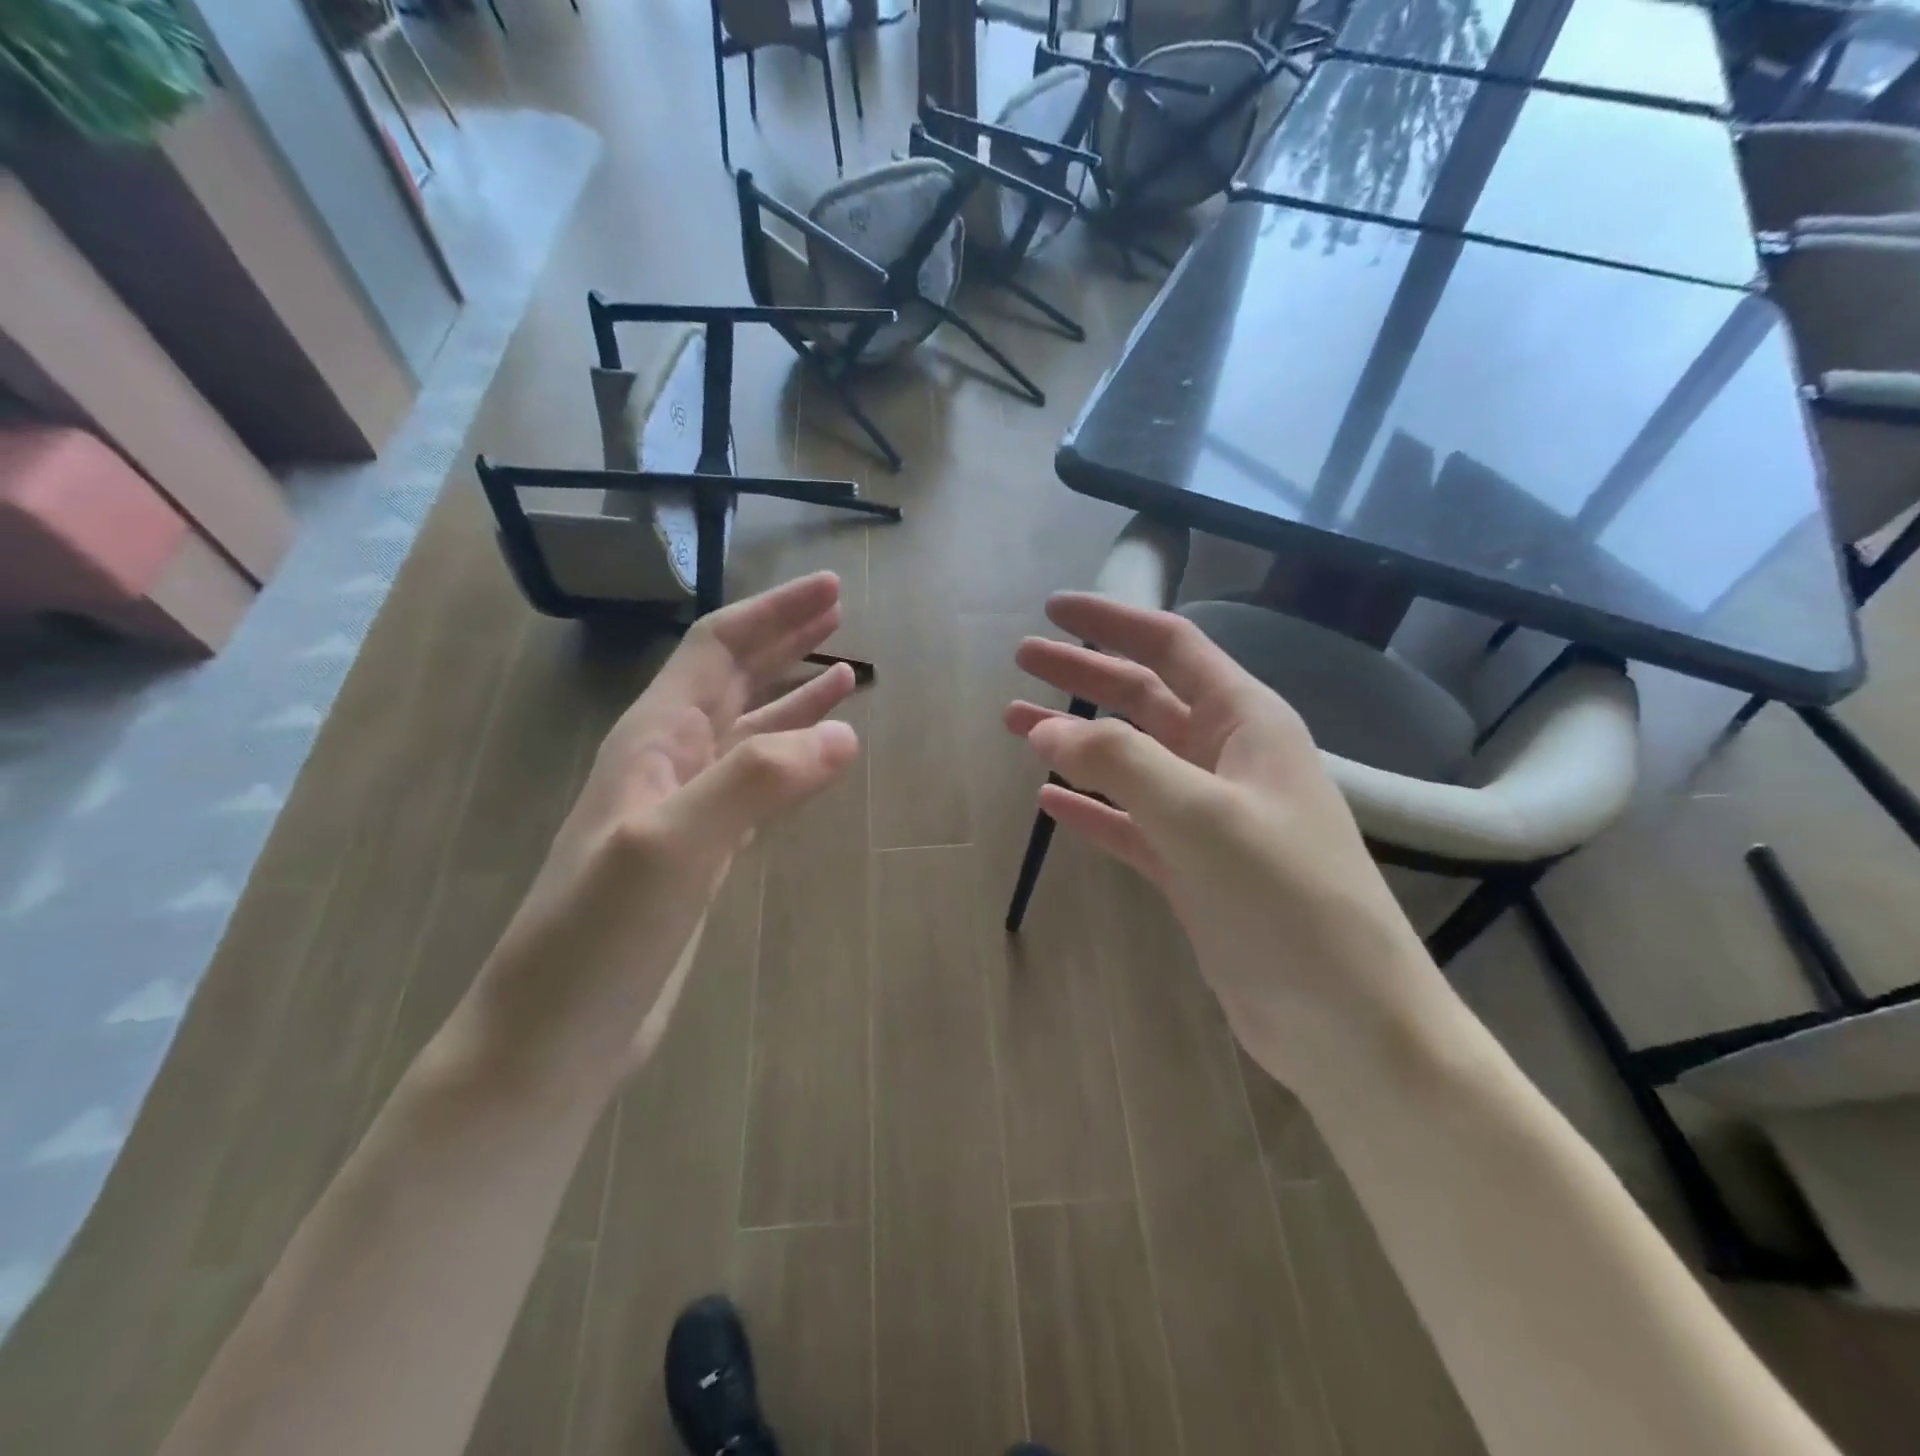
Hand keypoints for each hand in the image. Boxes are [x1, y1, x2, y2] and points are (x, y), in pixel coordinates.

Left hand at [452, 573, 860, 1104]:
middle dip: (786, 638)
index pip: (718, 649)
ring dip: (794, 695)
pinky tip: (818, 755)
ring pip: (749, 730)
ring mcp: (685, 808)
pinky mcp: (702, 852)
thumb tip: (845, 735)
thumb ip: (757, 781)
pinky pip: (757, 783)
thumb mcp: (672, 846)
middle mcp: (668, 760)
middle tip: (840, 611)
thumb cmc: (600, 934)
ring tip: (845, 672)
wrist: (555, 1035)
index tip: (832, 590)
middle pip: (733, 678)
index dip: (774, 613)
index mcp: (653, 738)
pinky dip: (792, 758)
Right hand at [1007, 593, 1441, 1081]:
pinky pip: (1129, 823)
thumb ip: (1121, 762)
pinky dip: (1090, 808)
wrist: (1343, 1018)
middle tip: (1021, 660)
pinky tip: (1050, 801)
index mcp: (1246, 723)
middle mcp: (1228, 759)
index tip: (1054, 609)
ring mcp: (1208, 817)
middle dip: (1083, 675)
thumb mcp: (1202, 815)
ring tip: (1015, 725)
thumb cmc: (1285, 898)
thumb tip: (1046, 726)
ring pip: (1129, 761)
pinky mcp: (1192, 869)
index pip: (1172, 647)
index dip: (1113, 623)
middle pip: (1143, 699)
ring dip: (1075, 740)